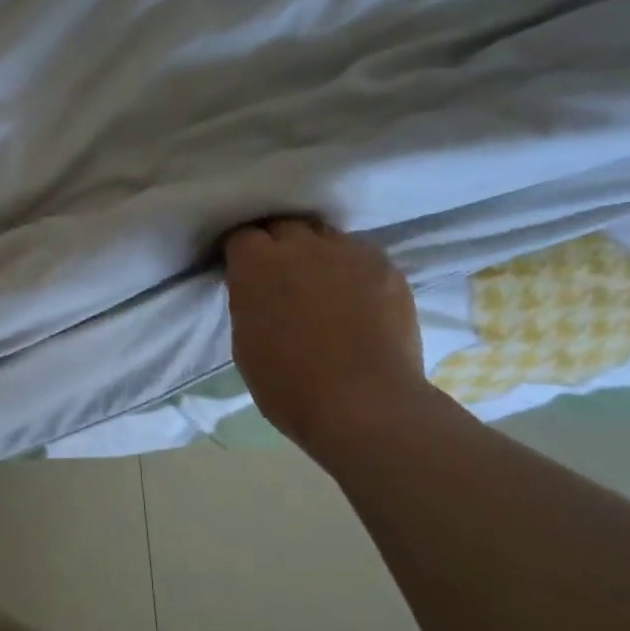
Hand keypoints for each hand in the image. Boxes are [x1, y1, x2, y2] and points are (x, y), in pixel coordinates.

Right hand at [222, 217, 428, 461]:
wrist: (364, 404)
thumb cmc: (288, 385)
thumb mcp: (246, 343)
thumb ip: (249, 302)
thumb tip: (258, 291)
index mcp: (257, 264)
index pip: (242, 236)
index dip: (241, 253)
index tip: (242, 272)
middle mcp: (302, 245)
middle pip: (284, 225)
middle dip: (277, 244)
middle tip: (279, 275)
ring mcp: (350, 252)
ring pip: (325, 237)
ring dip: (316, 253)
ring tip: (321, 283)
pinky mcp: (387, 268)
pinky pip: (361, 256)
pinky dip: (351, 269)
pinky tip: (355, 298)